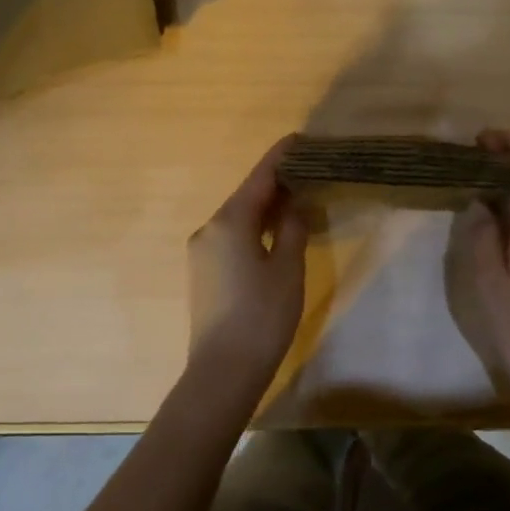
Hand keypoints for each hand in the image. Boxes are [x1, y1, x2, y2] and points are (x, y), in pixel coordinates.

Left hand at [188, 137, 308, 385]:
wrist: (222, 372)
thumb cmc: (262, 315)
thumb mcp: (287, 267)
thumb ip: (291, 227)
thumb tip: (293, 202)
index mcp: (229, 221)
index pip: (259, 177)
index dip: (281, 157)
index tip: (299, 139)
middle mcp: (208, 228)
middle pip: (246, 195)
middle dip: (275, 182)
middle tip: (308, 171)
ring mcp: (201, 251)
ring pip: (238, 217)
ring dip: (265, 207)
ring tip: (297, 199)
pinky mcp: (202, 272)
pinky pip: (231, 236)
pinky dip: (253, 227)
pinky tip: (273, 233)